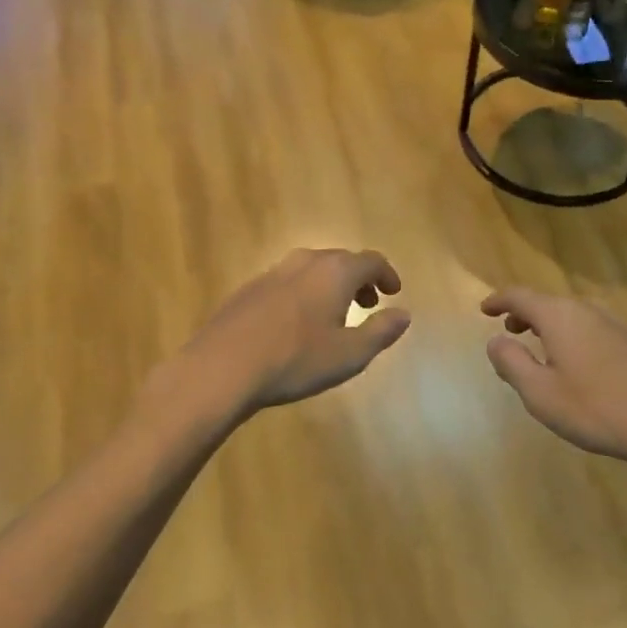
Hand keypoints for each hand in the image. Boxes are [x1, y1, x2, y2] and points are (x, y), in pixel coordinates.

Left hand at [182, 249, 410, 412]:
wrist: (222, 367)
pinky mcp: (249, 289)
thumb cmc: (296, 360)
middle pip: (340, 260)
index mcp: (335, 272)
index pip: (371, 261)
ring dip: (330, 285)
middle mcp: (305, 262)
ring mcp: (272, 273)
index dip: (387, 274)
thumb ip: (381, 331)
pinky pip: (288, 282)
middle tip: (368, 303)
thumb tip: (404, 314)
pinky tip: (296, 323)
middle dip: (359, 279)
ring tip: (334, 314)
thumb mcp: (350, 354)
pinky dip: (304, 293)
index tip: (394, 292)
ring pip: (311, 269)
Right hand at [481, 288, 626, 468]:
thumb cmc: (595, 408)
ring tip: (538, 346)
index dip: (499, 300)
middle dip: (524, 314)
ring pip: (571, 316)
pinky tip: (573, 364)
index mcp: (560, 317)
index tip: (484, 309)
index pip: (521, 296)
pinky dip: (570, 336)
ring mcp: (614, 326)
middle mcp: (587, 312)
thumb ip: (512, 363)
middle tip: (508, 330)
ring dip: (548, 326)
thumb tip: (495, 341)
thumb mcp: (540, 392)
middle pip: (548, 303)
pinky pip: (589, 329)